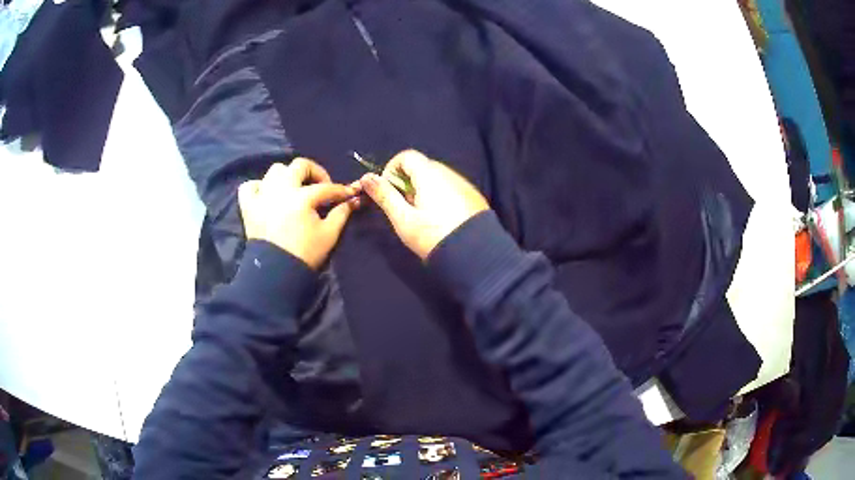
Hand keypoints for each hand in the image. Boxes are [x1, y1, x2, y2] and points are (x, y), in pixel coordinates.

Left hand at [238, 159, 358, 269]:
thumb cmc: (305, 254)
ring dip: (288, 176)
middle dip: (315, 172)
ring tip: (294, 190)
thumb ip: (341, 214)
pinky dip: (259, 186)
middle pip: (300, 165)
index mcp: (302, 197)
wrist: (276, 273)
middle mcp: (281, 189)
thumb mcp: (329, 235)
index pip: (326, 188)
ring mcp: (262, 195)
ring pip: (275, 170)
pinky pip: (249, 186)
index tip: (349, 194)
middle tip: (321, 186)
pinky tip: (268, 195)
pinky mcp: (248, 205)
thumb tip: (352, 200)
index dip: (340, 190)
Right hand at [359, 149, 488, 259]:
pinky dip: (440, 196)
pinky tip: (441, 219)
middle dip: (408, 182)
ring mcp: (464, 184)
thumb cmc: (433, 236)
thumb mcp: (403, 219)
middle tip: (404, 207)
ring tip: (422, 216)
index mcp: (430, 174)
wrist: (475, 255)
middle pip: (422, 166)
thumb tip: (367, 177)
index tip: (388, 191)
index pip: (406, 156)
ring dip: (424, 189)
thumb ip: (384, 195)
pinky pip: (451, 188)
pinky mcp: (474, 197)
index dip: (392, 169)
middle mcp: (449, 173)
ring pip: (437, 178)